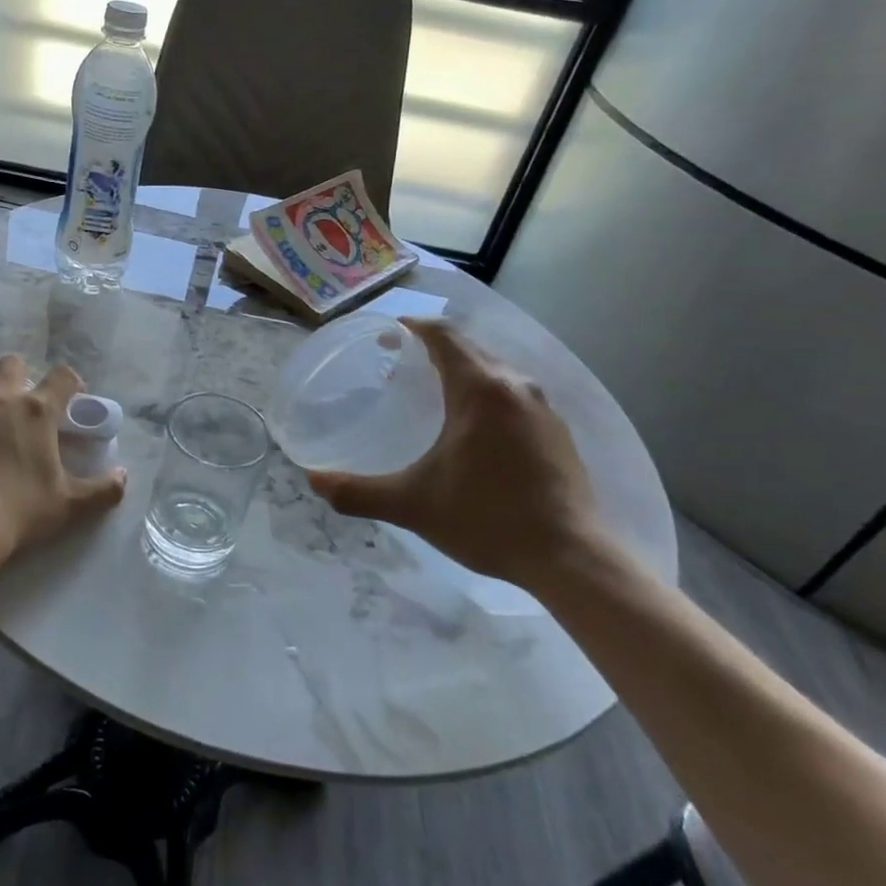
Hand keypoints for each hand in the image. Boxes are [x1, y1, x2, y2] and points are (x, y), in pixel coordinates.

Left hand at [0, 357, 126, 565]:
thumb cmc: (21, 511)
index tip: (72, 399)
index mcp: (38, 411)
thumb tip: (123, 477)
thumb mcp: (70, 505)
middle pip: (13, 363)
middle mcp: (1, 398)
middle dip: (22, 376)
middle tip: (24, 404)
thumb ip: (103, 490)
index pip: (63, 375)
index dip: (72, 383)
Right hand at [307, 319, 608, 587]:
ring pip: (494, 369)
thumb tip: (314, 481)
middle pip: (469, 346)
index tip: (386, 335)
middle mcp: (515, 386)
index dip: (412, 327)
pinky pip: (513, 392)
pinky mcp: (557, 432)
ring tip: (430, 393)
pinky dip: (484, 392)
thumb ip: (359, 491)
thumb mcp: (413, 505)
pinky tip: (471, 428)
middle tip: (397, 365)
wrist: (572, 558)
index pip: (443, 335)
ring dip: (460, 369)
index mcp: (480, 389)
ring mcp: (543, 408)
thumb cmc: (488, 519)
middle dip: (431, 347)